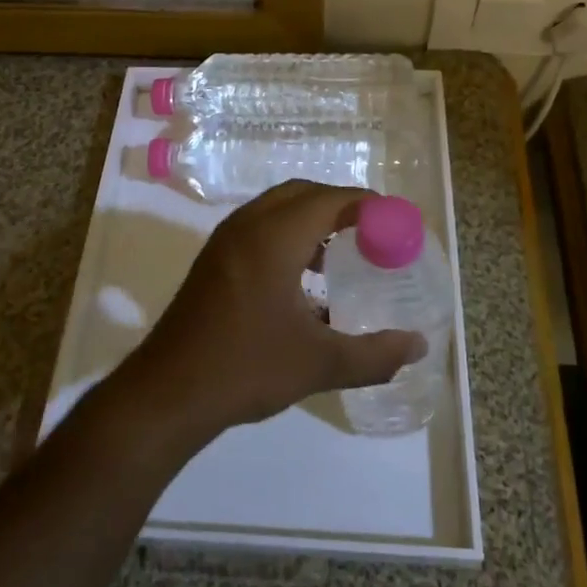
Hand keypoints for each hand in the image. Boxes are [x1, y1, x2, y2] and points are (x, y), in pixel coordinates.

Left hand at [113, 181, 425, 448]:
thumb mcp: (319, 364)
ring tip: (344, 254)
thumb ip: (375, 354)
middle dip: (340, 206)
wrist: (168, 392)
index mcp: (273, 238)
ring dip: (312, 220)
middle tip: (374, 233)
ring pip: (276, 210)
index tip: (397, 222)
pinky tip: (305, 280)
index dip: (367, 204)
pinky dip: (288, 236)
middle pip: (301, 194)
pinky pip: (259, 229)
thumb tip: (418, 346)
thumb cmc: (246, 368)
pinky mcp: (213, 262)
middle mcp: (247, 227)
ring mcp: (224, 242)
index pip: (329, 199)